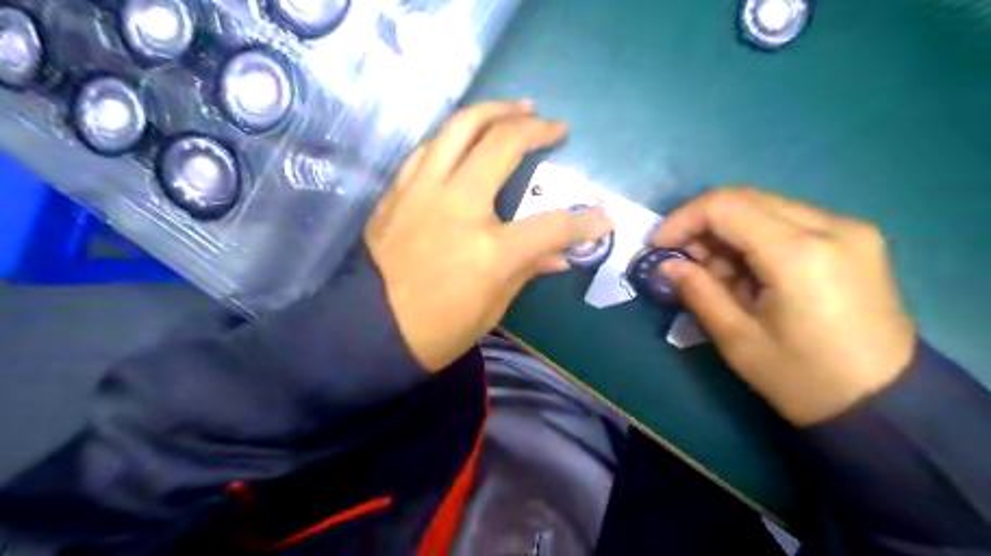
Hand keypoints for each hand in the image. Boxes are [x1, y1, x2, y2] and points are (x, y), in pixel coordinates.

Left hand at [362, 102, 613, 370]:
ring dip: (491, 111)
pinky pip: (428, 148)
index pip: (552, 224)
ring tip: (515, 108)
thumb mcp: (495, 306)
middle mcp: (456, 207)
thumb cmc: (440, 327)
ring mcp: (422, 193)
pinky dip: (454, 136)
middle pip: (501, 144)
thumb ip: (529, 267)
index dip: (585, 220)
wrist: (373, 329)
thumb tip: (563, 253)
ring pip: (458, 128)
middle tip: (553, 125)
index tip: (604, 214)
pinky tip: (467, 138)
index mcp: (490, 249)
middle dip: (534, 128)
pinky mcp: (398, 192)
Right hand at [657, 187, 917, 424]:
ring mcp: (849, 229)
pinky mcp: (855, 239)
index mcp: (799, 254)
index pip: (725, 205)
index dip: (682, 219)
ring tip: (713, 272)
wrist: (887, 405)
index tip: (659, 247)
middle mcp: (830, 226)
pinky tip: (746, 271)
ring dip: (728, 232)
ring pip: (766, 207)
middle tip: (680, 259)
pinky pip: (789, 221)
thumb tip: (666, 265)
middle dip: (701, 224)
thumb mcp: (738, 340)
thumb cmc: (804, 380)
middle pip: (745, 198)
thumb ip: (698, 291)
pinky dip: (755, 237)